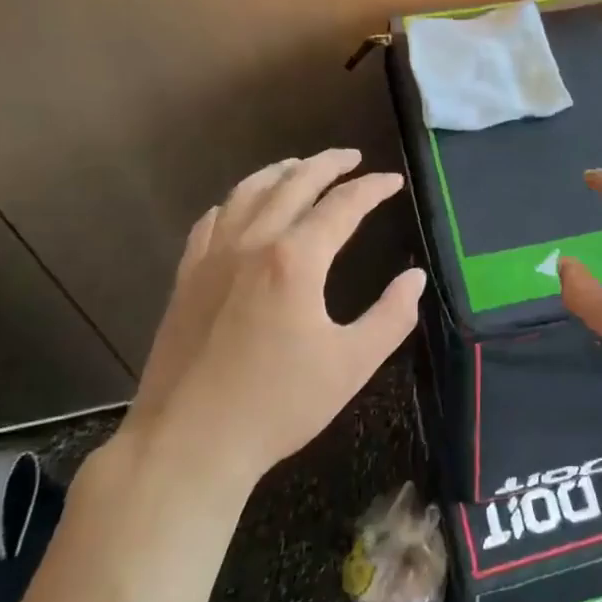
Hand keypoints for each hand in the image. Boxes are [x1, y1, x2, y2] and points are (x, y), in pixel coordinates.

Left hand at [125, 149, 424, 489]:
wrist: (188, 444)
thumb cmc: (278, 405)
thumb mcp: (352, 364)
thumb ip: (391, 316)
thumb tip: (414, 278)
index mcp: (296, 260)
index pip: (342, 205)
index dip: (372, 188)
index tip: (393, 182)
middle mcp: (252, 244)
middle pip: (293, 183)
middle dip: (327, 164)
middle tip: (352, 157)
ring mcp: (212, 258)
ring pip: (247, 193)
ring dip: (279, 172)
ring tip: (300, 166)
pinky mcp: (187, 278)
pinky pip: (211, 221)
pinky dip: (235, 201)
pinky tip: (241, 207)